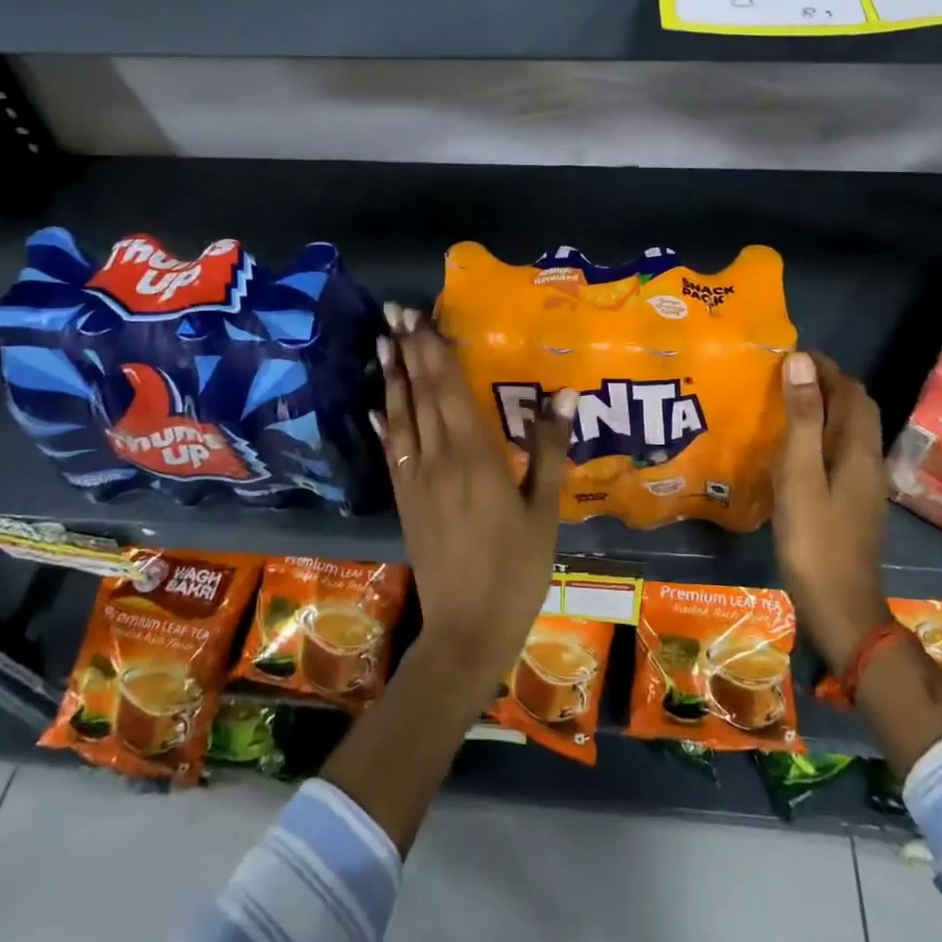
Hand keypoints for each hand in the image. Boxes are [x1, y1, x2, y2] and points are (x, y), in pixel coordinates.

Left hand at [373, 304, 575, 687]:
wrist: (467, 628)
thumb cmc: (517, 569)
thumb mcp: (544, 510)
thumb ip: (547, 449)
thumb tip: (563, 394)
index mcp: (474, 456)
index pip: (449, 389)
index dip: (433, 351)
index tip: (419, 317)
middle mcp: (437, 458)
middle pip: (421, 394)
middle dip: (409, 351)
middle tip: (395, 313)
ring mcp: (415, 479)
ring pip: (400, 416)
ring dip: (392, 377)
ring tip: (383, 342)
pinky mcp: (404, 500)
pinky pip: (391, 451)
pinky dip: (385, 423)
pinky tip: (378, 405)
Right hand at [773, 351, 891, 672]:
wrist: (839, 607)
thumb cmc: (814, 538)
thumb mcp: (800, 473)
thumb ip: (801, 417)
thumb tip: (800, 361)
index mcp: (859, 449)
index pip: (850, 391)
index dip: (825, 367)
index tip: (791, 352)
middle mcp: (868, 460)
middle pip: (856, 408)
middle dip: (827, 383)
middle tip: (786, 373)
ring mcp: (863, 484)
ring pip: (849, 430)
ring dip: (824, 407)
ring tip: (786, 401)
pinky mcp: (852, 501)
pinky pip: (840, 451)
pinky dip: (821, 434)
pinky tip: (795, 445)